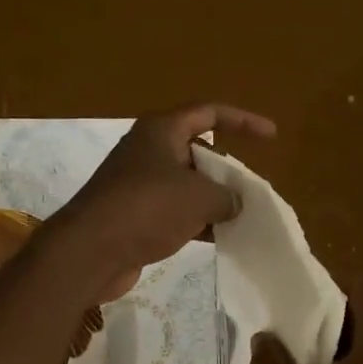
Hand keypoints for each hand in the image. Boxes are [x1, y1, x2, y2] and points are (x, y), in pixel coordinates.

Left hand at [47, 104, 276, 299]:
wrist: (91, 251)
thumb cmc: (147, 208)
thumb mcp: (199, 197)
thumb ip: (227, 196)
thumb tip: (234, 204)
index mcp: (161, 131)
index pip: (209, 113)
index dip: (242, 121)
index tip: (271, 136)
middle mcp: (148, 152)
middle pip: (197, 151)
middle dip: (226, 169)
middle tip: (251, 190)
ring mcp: (138, 185)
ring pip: (186, 185)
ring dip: (212, 200)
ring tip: (241, 217)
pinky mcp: (133, 216)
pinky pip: (173, 212)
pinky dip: (196, 222)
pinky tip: (218, 239)